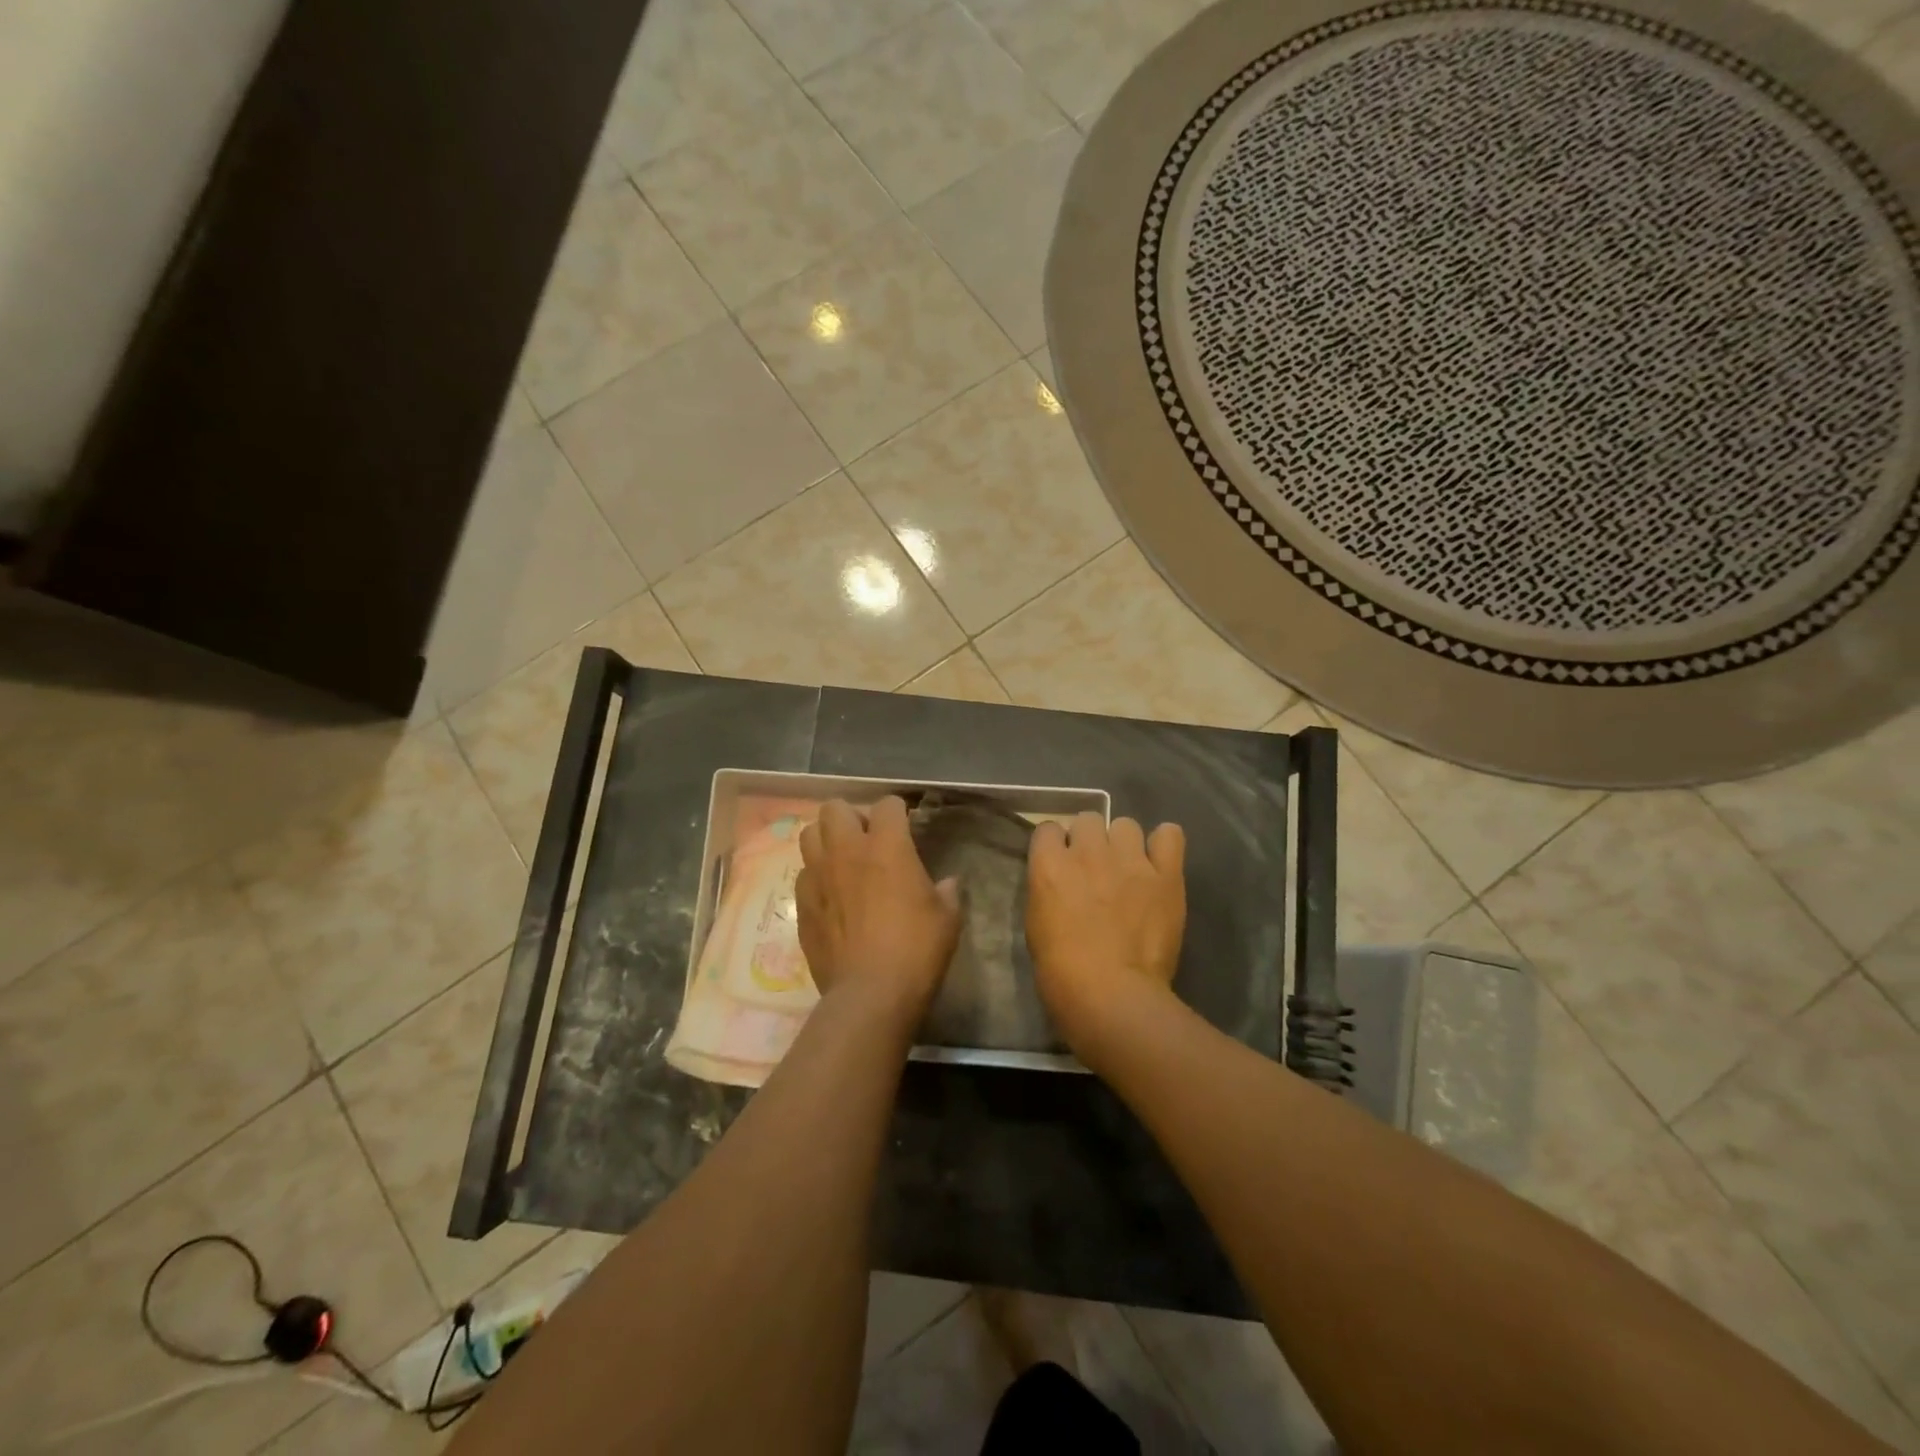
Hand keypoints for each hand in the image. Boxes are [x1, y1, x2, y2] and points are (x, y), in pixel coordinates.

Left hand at [796, 797, 960, 1035]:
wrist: (870, 994)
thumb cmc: (916, 950)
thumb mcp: (947, 918)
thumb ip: (946, 892)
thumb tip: (947, 884)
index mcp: (887, 847)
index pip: (887, 804)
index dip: (897, 811)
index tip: (905, 825)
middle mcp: (847, 851)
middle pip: (835, 808)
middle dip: (851, 816)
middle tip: (866, 840)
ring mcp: (818, 876)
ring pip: (809, 834)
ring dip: (826, 840)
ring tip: (842, 860)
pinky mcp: (802, 904)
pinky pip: (803, 874)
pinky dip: (816, 876)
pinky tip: (831, 896)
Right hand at [1026, 813, 1186, 1058]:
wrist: (1112, 996)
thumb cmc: (1062, 973)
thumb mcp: (1036, 925)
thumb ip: (1048, 891)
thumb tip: (1059, 881)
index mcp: (1049, 865)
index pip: (1047, 828)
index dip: (1056, 845)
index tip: (1061, 863)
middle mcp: (1088, 852)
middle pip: (1088, 819)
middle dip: (1089, 839)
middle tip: (1095, 868)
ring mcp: (1129, 860)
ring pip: (1126, 824)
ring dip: (1123, 843)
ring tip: (1128, 868)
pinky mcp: (1165, 874)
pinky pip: (1170, 835)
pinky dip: (1164, 844)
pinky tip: (1159, 862)